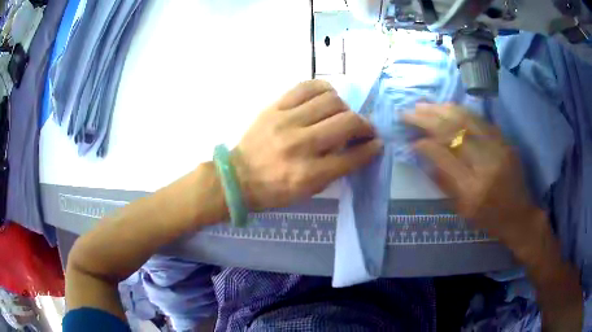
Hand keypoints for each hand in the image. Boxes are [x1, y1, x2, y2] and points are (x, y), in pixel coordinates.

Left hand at [233, 80, 382, 210]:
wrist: (238, 176)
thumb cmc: (274, 190)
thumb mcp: (307, 191)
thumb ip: (335, 170)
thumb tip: (358, 147)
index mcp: (308, 174)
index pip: (351, 156)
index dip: (370, 149)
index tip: (377, 143)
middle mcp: (300, 144)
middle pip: (346, 122)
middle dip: (364, 125)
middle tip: (364, 129)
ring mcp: (286, 121)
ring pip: (331, 100)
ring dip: (345, 107)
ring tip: (342, 114)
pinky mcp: (275, 106)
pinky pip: (307, 86)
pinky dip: (324, 89)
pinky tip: (326, 98)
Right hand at [404, 103, 538, 247]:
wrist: (519, 215)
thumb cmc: (489, 219)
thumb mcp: (462, 209)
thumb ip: (443, 180)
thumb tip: (423, 153)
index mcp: (473, 189)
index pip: (444, 157)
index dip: (425, 144)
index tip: (410, 139)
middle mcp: (486, 164)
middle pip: (454, 132)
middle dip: (427, 118)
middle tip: (408, 112)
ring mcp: (498, 148)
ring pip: (467, 120)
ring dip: (442, 109)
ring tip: (423, 105)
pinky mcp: (505, 141)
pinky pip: (480, 120)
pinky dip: (461, 111)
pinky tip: (448, 107)